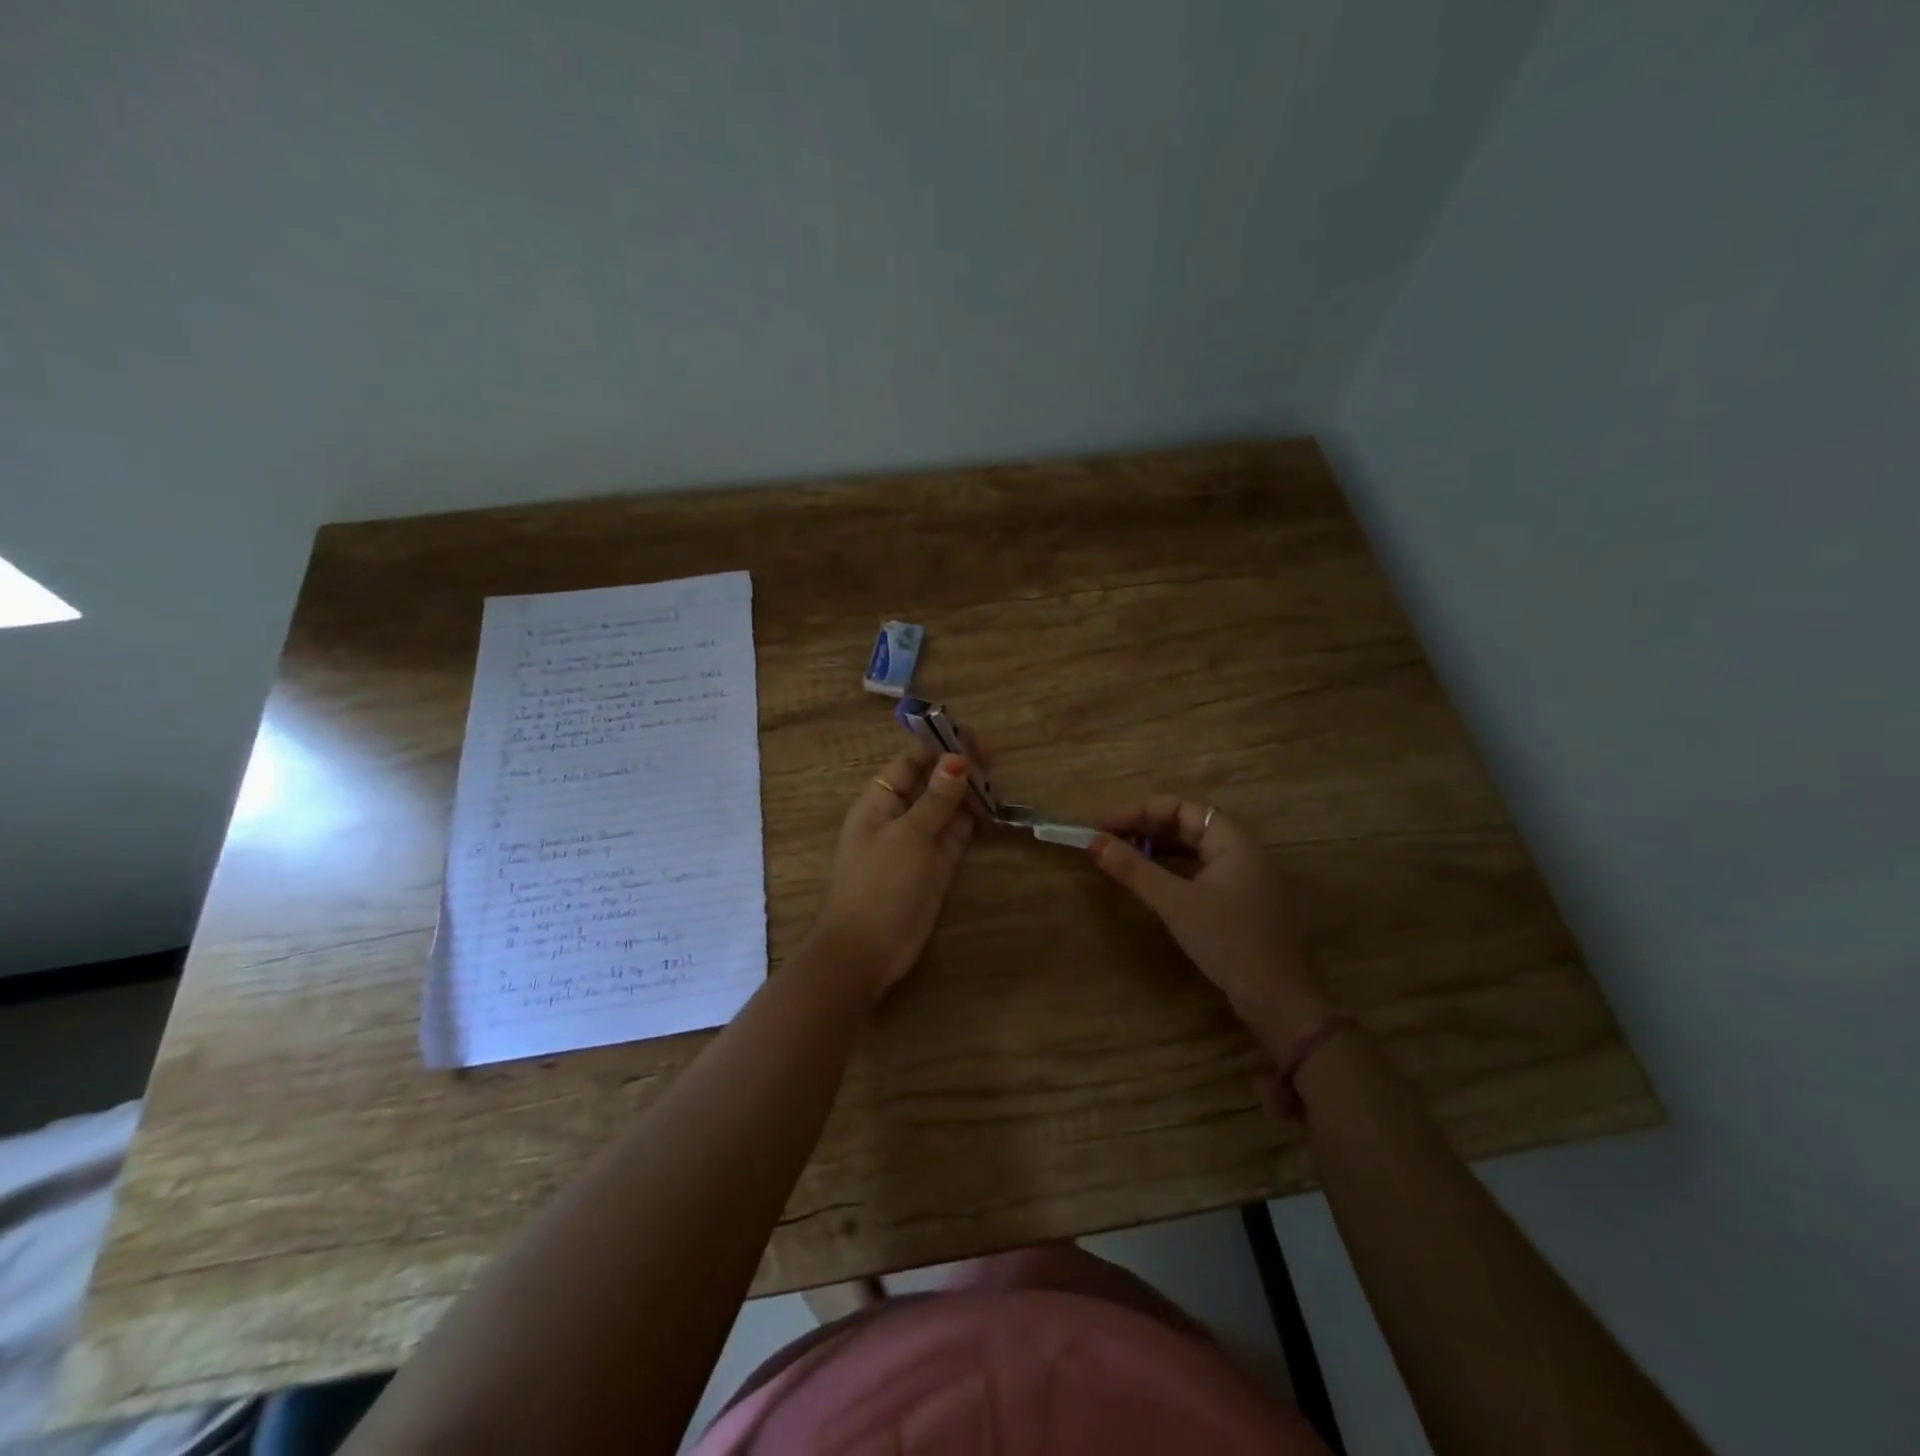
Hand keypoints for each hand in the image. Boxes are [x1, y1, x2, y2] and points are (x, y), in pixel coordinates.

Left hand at [808, 746, 976, 1001]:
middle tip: (994, 758)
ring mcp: (918, 842)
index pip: (910, 763)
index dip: (937, 747)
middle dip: (958, 769)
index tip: (971, 736)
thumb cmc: (880, 884)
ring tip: (997, 779)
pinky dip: (973, 822)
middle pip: (931, 783)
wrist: (866, 951)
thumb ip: (936, 799)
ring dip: (968, 794)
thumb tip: (957, 758)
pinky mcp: (935, 866)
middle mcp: (899, 817)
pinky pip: (955, 835)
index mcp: (878, 803)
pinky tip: (993, 810)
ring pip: (946, 808)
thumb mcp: (909, 836)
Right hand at [1089, 797, 1332, 1049]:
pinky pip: (1197, 871)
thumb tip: (1094, 842)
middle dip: (1144, 827)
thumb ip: (1134, 869)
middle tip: (1105, 838)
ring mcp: (1241, 877)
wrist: (1276, 999)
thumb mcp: (1175, 903)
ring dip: (1155, 848)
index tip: (1102, 825)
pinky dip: (1169, 869)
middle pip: (1186, 825)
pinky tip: (1146, 879)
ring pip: (1191, 849)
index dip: (1139, 811)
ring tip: (1118, 854)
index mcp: (1233, 841)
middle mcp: (1241, 851)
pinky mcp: (1237, 901)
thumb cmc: (1227, 941)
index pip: (1181, 808)